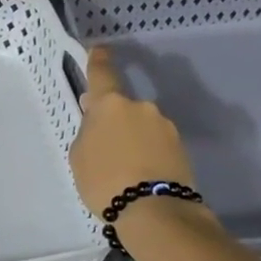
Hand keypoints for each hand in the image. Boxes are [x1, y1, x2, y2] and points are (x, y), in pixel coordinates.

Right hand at [68, 47, 195, 216]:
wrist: (154, 211)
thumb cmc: (104, 180)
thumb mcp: (80, 155)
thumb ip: (88, 131)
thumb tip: (98, 120)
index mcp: (110, 104)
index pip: (102, 72)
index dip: (99, 60)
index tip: (99, 50)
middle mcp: (141, 107)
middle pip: (122, 106)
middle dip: (113, 120)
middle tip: (103, 145)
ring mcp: (164, 126)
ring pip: (141, 126)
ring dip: (132, 138)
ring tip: (124, 168)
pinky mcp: (181, 147)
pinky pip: (156, 144)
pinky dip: (147, 153)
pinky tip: (140, 175)